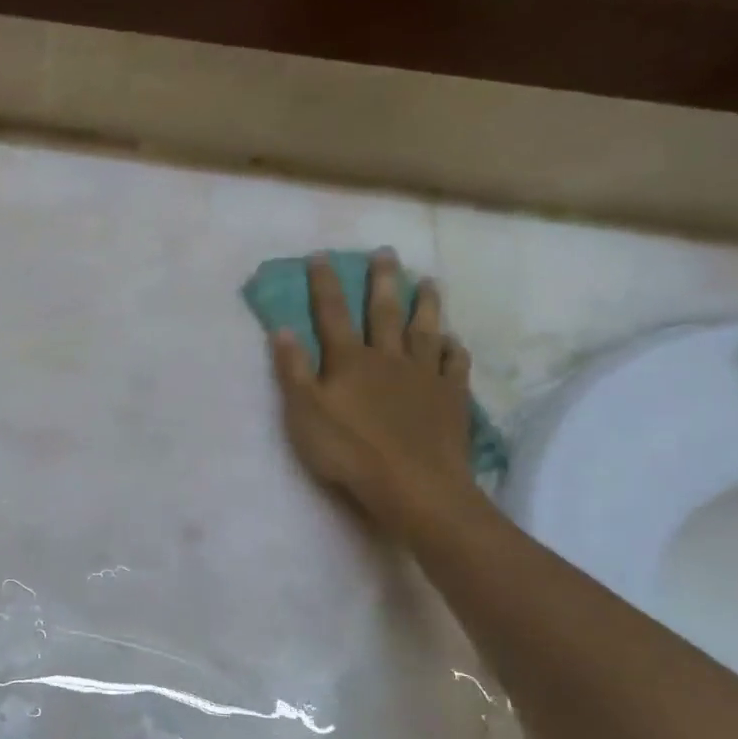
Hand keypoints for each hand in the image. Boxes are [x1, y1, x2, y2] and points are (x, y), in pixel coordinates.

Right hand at [270, 252, 483, 536]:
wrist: (414, 485)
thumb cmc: (350, 451)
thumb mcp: (304, 413)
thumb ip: (293, 370)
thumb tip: (281, 328)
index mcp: (350, 361)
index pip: (332, 314)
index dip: (325, 284)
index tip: (321, 256)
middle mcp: (388, 358)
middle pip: (384, 312)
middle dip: (382, 281)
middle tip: (387, 253)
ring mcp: (424, 377)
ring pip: (425, 331)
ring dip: (426, 304)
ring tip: (429, 281)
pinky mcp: (451, 398)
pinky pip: (455, 366)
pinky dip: (455, 350)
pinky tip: (454, 340)